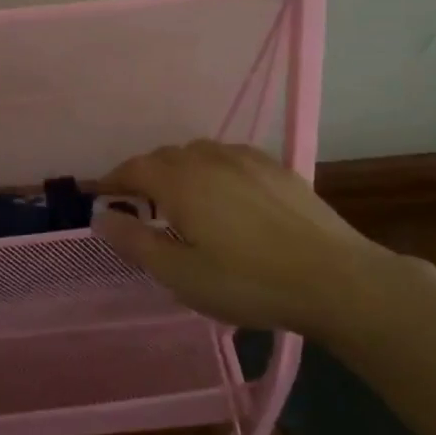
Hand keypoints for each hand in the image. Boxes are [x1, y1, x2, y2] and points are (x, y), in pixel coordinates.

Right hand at [96, 140, 400, 337]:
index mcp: (180, 180)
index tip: (100, 196)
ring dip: (180, 169)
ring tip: (180, 197)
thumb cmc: (248, 281)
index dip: (113, 180)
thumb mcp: (180, 274)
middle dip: (145, 175)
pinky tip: (225, 194)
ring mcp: (247, 159)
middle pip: (165, 156)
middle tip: (138, 204)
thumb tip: (100, 215)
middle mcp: (209, 158)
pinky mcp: (277, 169)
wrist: (335, 279)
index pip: (134, 168)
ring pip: (199, 153)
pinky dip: (213, 169)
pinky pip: (230, 158)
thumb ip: (135, 241)